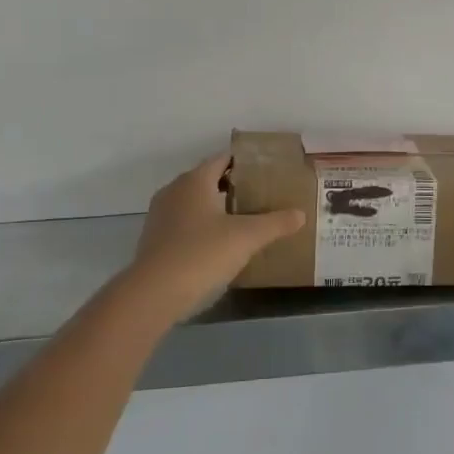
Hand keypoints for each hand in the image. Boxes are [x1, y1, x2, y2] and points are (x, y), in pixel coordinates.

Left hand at [122, 154, 304, 320]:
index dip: (244, 163)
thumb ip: (275, 223)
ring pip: (193, 203)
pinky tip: (218, 245)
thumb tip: (300, 214)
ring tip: (243, 220)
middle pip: (207, 180)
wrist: (153, 294)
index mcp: (194, 181)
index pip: (222, 160)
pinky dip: (201, 228)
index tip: (266, 171)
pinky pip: (183, 224)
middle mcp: (174, 191)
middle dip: (232, 186)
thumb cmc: (201, 254)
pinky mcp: (154, 240)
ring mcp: (160, 216)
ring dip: (215, 208)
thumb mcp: (246, 238)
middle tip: (260, 196)